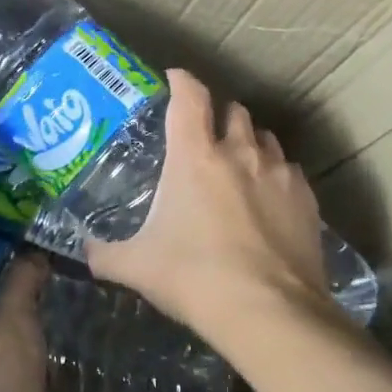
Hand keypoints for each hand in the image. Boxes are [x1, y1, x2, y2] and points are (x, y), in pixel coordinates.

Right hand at [87, 69, 331, 340]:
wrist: (269, 313)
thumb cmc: (194, 278)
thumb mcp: (137, 267)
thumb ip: (105, 254)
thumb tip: (84, 251)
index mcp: (195, 156)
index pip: (189, 96)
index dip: (180, 80)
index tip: (173, 78)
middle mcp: (239, 152)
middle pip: (233, 110)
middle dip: (218, 116)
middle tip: (204, 138)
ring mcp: (278, 173)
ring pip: (265, 137)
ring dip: (249, 143)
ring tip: (238, 166)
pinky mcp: (307, 199)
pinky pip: (289, 171)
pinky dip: (275, 175)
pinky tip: (268, 200)